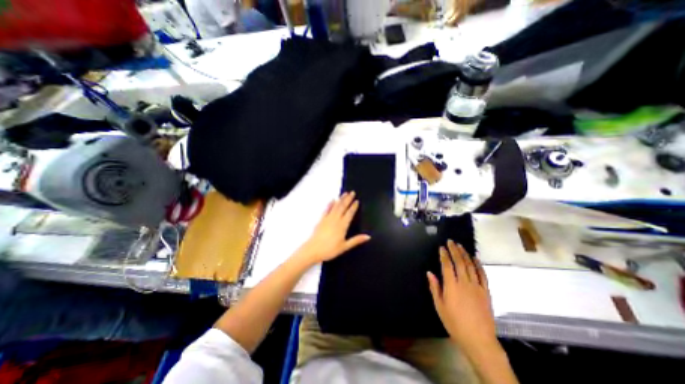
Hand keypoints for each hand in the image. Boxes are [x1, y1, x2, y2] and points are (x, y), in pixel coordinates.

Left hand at [295, 193, 369, 266]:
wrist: (313, 250)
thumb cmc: (330, 250)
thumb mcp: (345, 246)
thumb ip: (356, 240)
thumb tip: (368, 236)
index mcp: (342, 226)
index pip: (350, 213)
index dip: (354, 207)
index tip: (357, 201)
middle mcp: (336, 219)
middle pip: (343, 207)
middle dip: (348, 199)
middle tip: (352, 192)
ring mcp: (328, 218)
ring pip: (335, 206)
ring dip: (340, 199)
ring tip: (345, 193)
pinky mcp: (321, 219)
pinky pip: (326, 209)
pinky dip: (330, 204)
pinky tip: (332, 200)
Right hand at [426, 240, 495, 353]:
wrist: (478, 339)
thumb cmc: (455, 323)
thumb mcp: (440, 306)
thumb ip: (435, 287)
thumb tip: (429, 273)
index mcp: (452, 286)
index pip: (447, 266)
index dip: (444, 255)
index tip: (442, 247)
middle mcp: (464, 283)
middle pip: (459, 262)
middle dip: (454, 250)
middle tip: (451, 241)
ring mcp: (477, 286)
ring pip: (470, 266)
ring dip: (465, 254)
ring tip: (460, 246)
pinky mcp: (486, 292)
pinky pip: (482, 275)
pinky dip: (479, 265)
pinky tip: (475, 258)